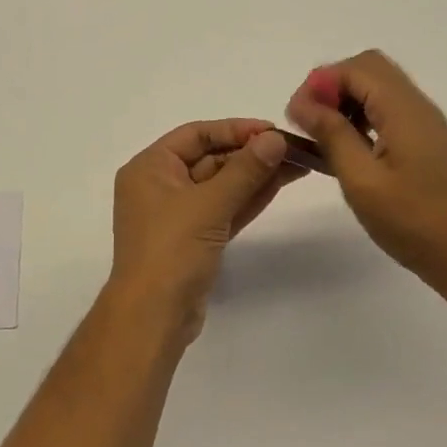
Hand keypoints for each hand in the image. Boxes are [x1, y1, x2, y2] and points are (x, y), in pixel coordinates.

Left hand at [107, 119, 303, 336]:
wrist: (154, 316)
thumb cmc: (171, 250)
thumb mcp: (209, 204)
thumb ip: (245, 170)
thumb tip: (275, 139)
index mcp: (149, 168)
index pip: (195, 135)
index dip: (234, 129)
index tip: (272, 130)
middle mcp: (159, 186)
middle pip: (210, 159)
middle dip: (250, 154)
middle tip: (292, 149)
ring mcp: (177, 215)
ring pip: (221, 186)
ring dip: (255, 175)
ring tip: (296, 164)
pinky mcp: (194, 239)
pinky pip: (223, 209)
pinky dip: (247, 198)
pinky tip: (278, 185)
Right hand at [286, 51, 446, 298]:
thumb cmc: (413, 221)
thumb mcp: (362, 180)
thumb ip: (332, 135)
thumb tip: (303, 103)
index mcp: (403, 110)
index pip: (355, 68)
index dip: (319, 84)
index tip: (297, 118)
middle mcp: (416, 106)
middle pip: (368, 69)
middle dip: (331, 87)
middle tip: (309, 123)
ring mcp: (423, 123)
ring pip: (377, 89)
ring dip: (345, 102)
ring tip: (321, 138)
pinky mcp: (423, 141)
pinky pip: (386, 111)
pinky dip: (360, 118)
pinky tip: (345, 151)